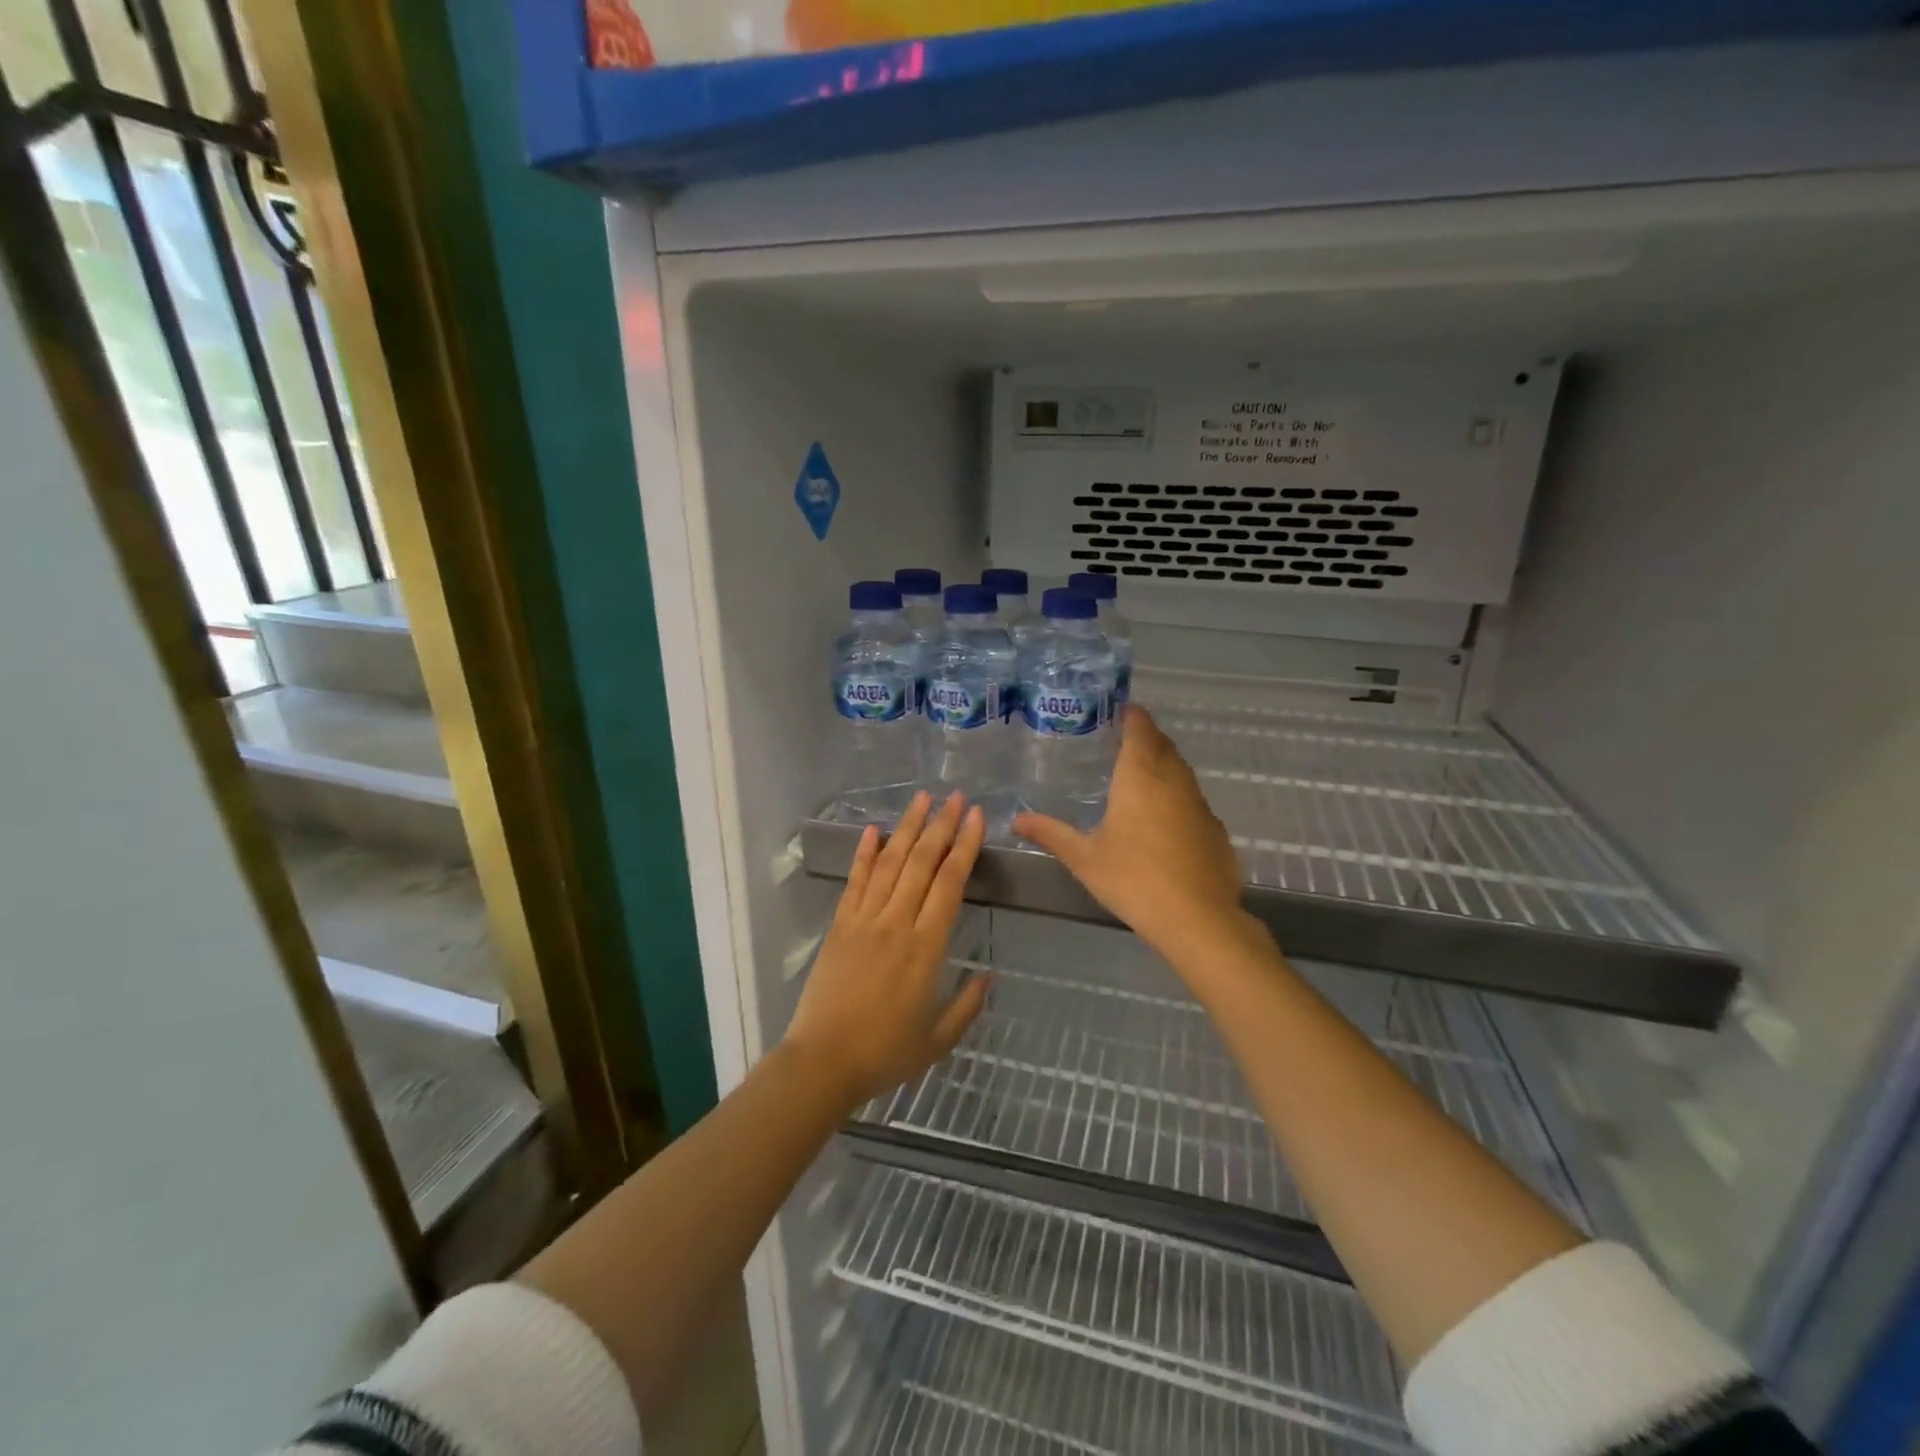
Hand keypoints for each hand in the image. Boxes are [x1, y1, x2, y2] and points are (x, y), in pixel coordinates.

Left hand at [783, 791, 990, 1110]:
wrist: (822, 1063)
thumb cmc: (885, 1053)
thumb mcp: (939, 1039)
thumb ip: (968, 1005)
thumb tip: (989, 974)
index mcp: (926, 948)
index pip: (950, 884)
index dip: (965, 847)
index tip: (977, 818)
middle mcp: (896, 923)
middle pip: (922, 863)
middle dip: (942, 826)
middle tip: (956, 797)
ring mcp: (864, 921)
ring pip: (890, 864)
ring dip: (907, 828)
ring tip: (922, 799)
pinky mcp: (839, 926)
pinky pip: (855, 882)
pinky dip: (865, 854)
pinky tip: (873, 830)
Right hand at [1014, 706, 1253, 964]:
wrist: (1197, 919)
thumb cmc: (1133, 879)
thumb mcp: (1084, 858)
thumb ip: (1051, 834)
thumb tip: (1017, 819)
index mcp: (1141, 776)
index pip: (1140, 728)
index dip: (1131, 715)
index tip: (1118, 711)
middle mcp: (1174, 780)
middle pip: (1163, 745)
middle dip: (1145, 738)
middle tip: (1120, 744)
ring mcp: (1200, 804)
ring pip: (1181, 771)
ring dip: (1163, 765)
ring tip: (1139, 778)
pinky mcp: (1215, 829)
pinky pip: (1193, 799)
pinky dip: (1177, 797)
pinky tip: (1164, 822)